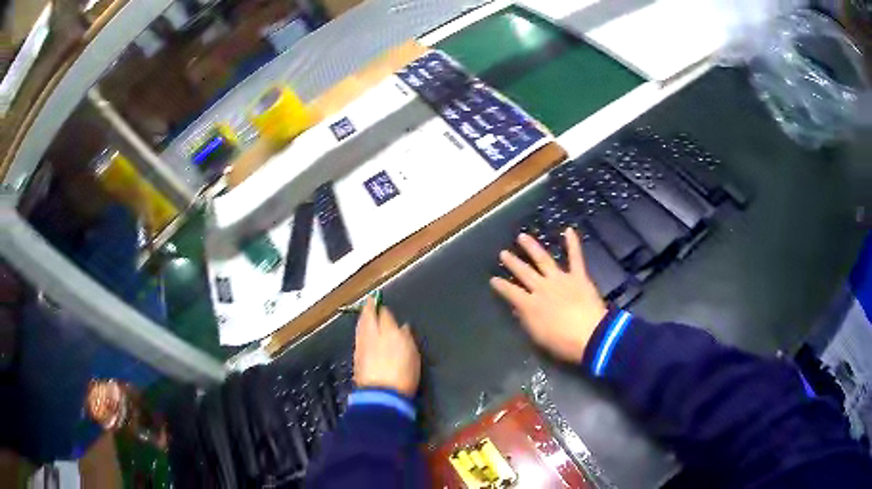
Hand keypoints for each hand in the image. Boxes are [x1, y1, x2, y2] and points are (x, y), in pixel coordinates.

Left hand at [354, 298, 420, 396]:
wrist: (381, 394)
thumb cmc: (402, 374)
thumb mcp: (413, 355)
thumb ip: (407, 338)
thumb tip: (403, 327)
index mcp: (388, 332)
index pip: (384, 315)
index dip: (384, 309)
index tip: (382, 304)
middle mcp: (372, 335)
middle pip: (368, 318)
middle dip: (368, 308)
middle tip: (369, 301)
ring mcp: (361, 346)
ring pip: (360, 327)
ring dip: (362, 318)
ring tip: (364, 314)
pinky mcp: (356, 357)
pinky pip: (357, 337)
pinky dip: (360, 330)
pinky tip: (362, 331)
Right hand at [490, 228, 606, 362]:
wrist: (590, 335)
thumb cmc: (562, 342)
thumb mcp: (538, 336)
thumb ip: (526, 320)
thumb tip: (518, 308)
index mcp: (530, 304)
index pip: (511, 292)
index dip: (501, 286)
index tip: (493, 279)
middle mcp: (542, 288)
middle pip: (524, 272)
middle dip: (512, 263)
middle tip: (503, 253)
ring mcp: (560, 279)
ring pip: (543, 259)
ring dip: (532, 247)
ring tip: (522, 237)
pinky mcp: (578, 277)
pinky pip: (575, 258)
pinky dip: (572, 243)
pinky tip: (569, 230)